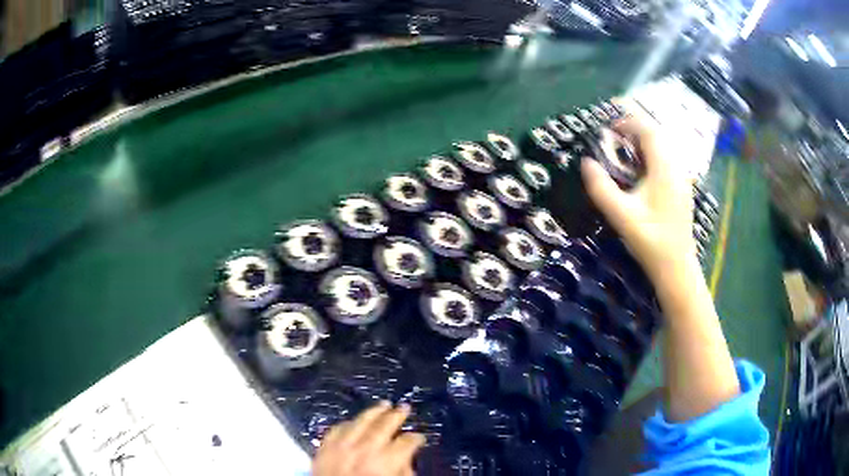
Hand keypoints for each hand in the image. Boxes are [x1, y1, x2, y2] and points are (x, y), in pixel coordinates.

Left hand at [313, 402, 425, 475]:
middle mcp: (363, 450)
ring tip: (384, 404)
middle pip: (383, 426)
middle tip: (405, 407)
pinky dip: (348, 423)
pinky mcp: (323, 448)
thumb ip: (404, 471)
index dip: (416, 438)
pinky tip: (355, 421)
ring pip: (359, 421)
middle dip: (397, 415)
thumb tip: (405, 458)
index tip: (420, 437)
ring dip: (373, 412)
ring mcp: (340, 447)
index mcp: (385, 463)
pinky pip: (337, 428)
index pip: (406, 443)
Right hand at [581, 111, 696, 286]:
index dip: (627, 123)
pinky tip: (641, 173)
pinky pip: (667, 161)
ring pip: (663, 148)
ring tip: (624, 153)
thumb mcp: (621, 215)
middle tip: (614, 139)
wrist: (677, 268)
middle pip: (657, 136)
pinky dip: (652, 156)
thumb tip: (585, 162)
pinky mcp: (682, 190)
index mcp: (664, 169)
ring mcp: (682, 179)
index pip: (648, 131)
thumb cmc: (651, 241)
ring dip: (644, 143)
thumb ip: (601, 187)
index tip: (608, 129)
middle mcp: (676, 168)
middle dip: (635, 131)